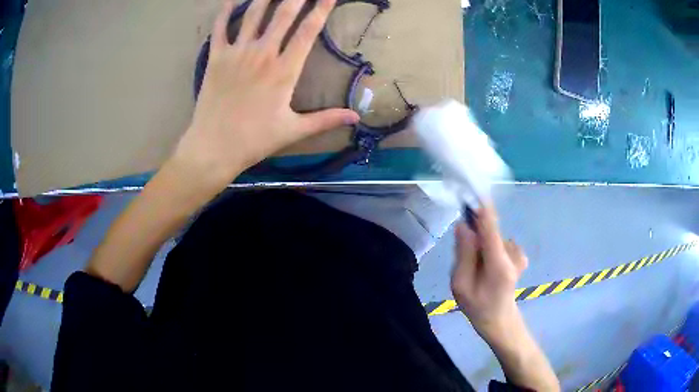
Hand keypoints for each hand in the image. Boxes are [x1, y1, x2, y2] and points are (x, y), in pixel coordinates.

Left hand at [173, 0, 359, 188]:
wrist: (213, 148)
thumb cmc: (254, 140)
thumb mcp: (294, 130)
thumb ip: (326, 119)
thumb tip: (356, 118)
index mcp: (284, 70)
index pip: (308, 30)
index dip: (321, 9)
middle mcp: (262, 53)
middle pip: (284, 14)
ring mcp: (237, 53)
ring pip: (254, 14)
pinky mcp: (216, 57)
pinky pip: (220, 27)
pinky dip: (225, 10)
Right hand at [451, 203, 527, 340]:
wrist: (499, 319)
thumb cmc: (477, 306)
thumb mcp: (460, 285)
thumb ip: (463, 255)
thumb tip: (463, 226)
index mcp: (498, 264)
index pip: (490, 228)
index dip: (481, 208)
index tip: (472, 190)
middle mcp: (513, 254)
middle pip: (489, 232)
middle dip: (474, 239)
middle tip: (465, 263)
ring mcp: (519, 253)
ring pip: (492, 238)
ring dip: (481, 247)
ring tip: (478, 270)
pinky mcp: (519, 253)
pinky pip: (498, 242)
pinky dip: (490, 250)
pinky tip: (490, 268)